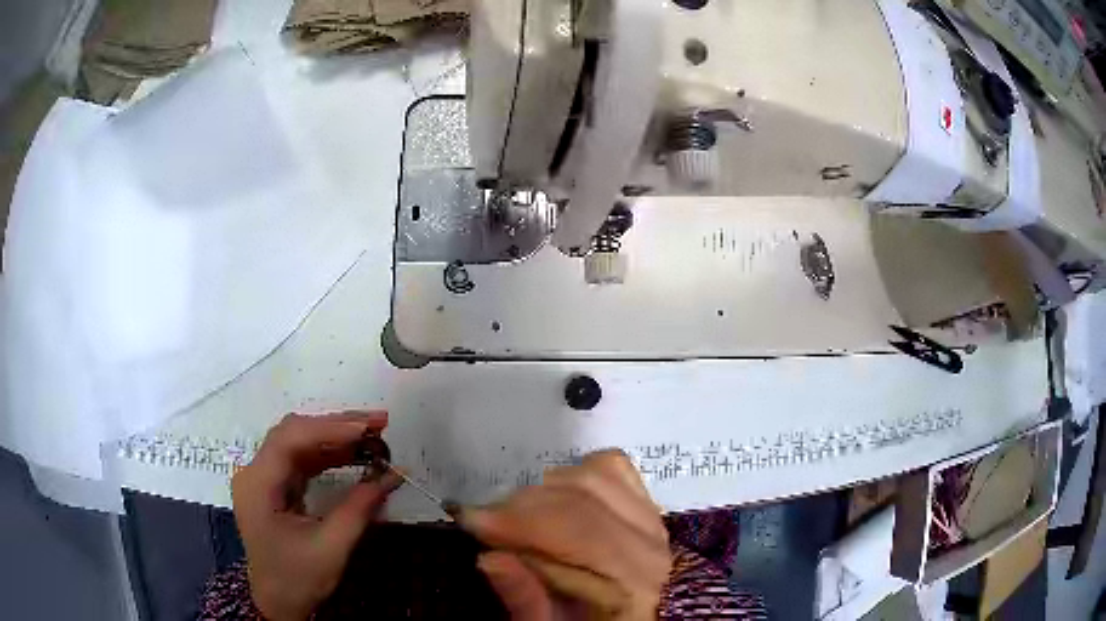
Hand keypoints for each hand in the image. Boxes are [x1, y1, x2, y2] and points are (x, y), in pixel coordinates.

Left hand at [231, 411, 399, 620]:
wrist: (278, 603)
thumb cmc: (298, 579)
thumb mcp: (331, 547)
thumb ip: (360, 508)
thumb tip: (394, 475)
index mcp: (258, 485)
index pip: (289, 439)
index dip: (329, 429)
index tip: (367, 429)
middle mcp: (255, 472)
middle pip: (293, 433)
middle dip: (336, 426)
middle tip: (378, 423)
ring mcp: (264, 478)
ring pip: (299, 442)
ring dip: (335, 437)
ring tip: (373, 434)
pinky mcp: (276, 486)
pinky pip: (302, 460)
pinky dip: (329, 455)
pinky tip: (354, 454)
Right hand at [457, 450, 670, 619]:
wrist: (637, 620)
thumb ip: (527, 602)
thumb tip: (489, 559)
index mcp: (634, 583)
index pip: (573, 533)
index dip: (516, 522)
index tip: (468, 521)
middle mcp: (651, 544)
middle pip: (580, 500)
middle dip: (520, 506)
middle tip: (484, 524)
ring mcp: (653, 519)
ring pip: (592, 477)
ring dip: (544, 490)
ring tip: (517, 516)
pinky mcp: (648, 505)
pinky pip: (612, 469)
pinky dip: (576, 474)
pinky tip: (555, 496)